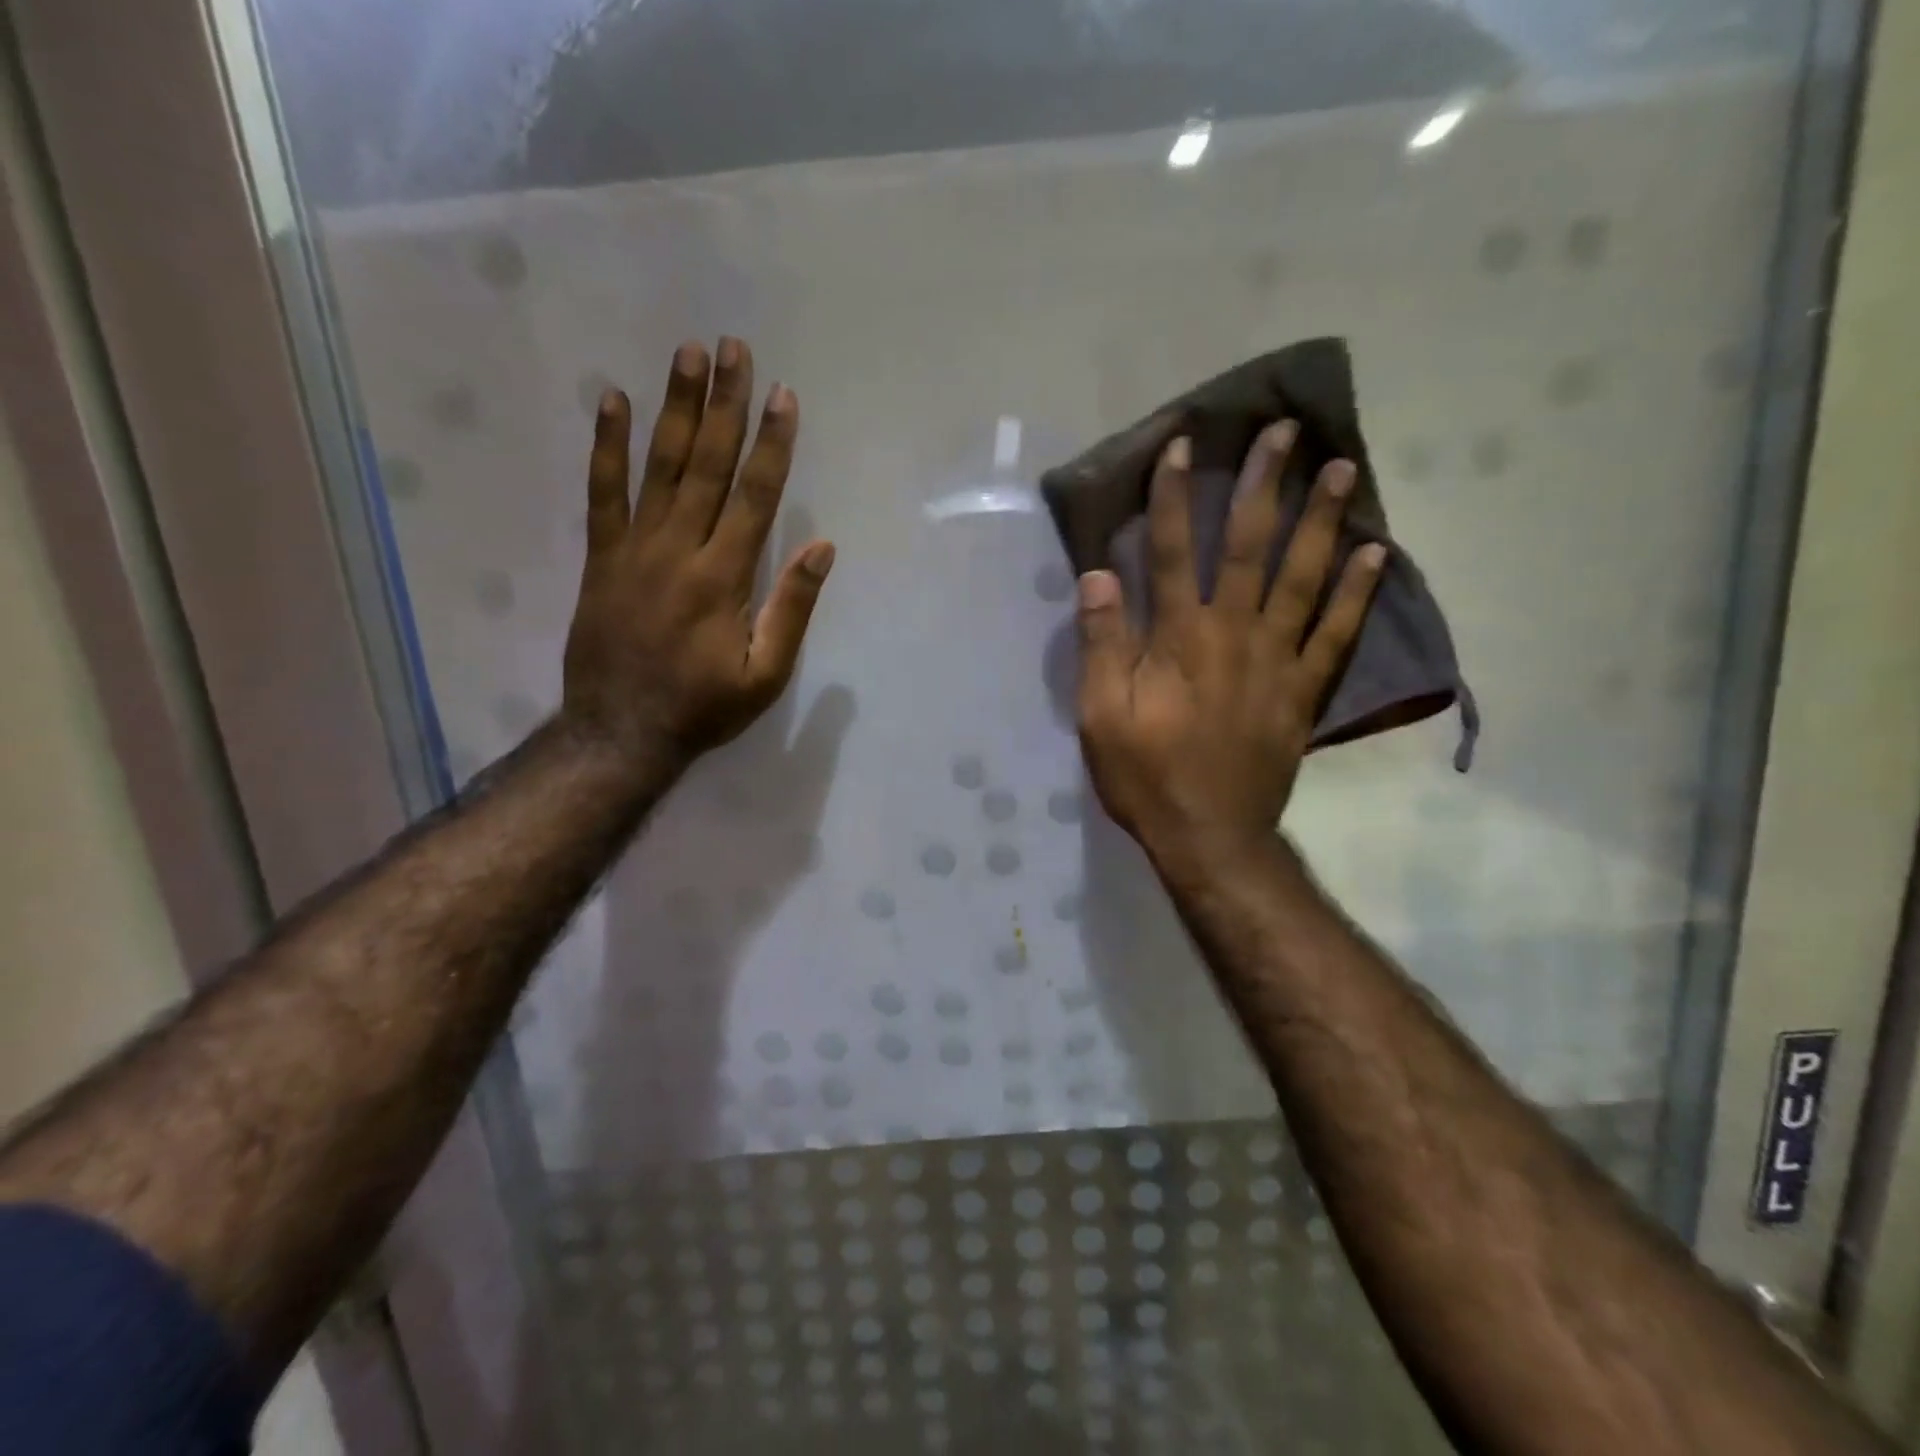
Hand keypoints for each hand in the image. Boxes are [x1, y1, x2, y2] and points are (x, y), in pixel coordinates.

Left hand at [561, 338, 834, 769]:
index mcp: (724, 578)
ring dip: (674, 408)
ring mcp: (634, 549)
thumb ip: (791, 609)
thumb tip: (822, 547)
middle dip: (725, 405)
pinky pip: (601, 493)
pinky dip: (606, 447)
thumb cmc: (703, 708)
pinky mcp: (601, 558)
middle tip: (732, 348)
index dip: (772, 444)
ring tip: (686, 354)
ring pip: (658, 467)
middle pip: (706, 465)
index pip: (755, 496)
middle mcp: (679, 550)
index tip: (784, 396)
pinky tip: (612, 402)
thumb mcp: (765, 675)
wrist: (620, 732)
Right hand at [1074, 424, 1383, 862]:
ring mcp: (1278, 661)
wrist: (1210, 837)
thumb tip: (1099, 575)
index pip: (1174, 551)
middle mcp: (1234, 635)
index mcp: (1179, 639)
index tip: (1182, 445)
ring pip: (1304, 578)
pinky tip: (1376, 553)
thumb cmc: (1146, 776)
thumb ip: (1102, 644)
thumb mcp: (1100, 716)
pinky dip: (1359, 594)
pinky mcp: (1303, 692)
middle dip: (1264, 485)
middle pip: (1252, 548)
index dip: (1174, 497)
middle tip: (1286, 430)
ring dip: (1322, 520)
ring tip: (1342, 468)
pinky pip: (1337, 635)